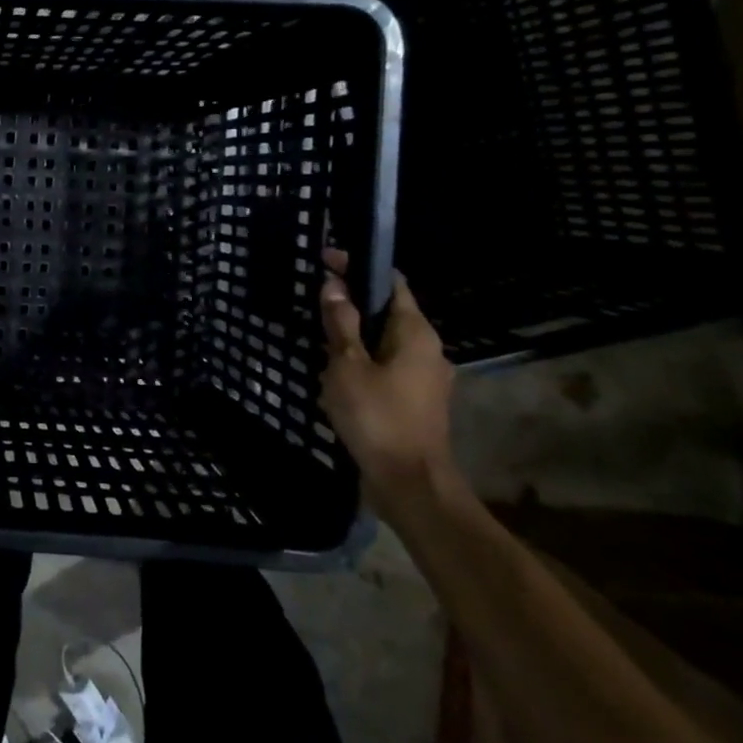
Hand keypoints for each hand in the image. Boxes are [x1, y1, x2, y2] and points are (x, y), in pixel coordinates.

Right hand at [318, 248, 456, 508]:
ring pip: (385, 341)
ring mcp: (425, 377)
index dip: (359, 267)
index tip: (325, 259)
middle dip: (353, 301)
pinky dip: (361, 359)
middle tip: (315, 298)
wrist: (409, 483)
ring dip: (354, 334)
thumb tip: (334, 283)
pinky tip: (335, 372)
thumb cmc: (377, 416)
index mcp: (416, 333)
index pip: (391, 282)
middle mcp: (428, 349)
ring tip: (318, 335)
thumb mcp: (347, 365)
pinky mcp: (415, 400)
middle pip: (389, 311)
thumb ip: (341, 323)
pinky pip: (385, 366)